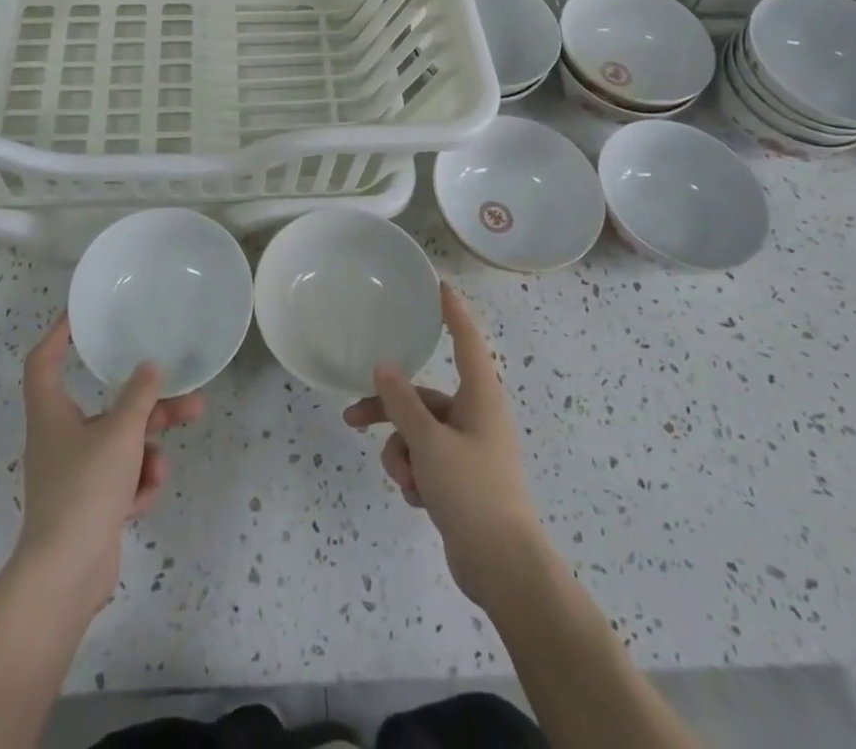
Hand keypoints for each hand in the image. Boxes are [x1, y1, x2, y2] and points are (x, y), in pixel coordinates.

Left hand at [14, 315, 203, 613]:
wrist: (64, 577)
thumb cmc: (84, 491)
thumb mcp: (120, 435)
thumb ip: (139, 397)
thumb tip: (150, 367)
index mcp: (51, 413)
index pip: (45, 360)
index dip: (61, 333)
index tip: (84, 316)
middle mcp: (60, 437)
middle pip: (105, 405)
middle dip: (147, 404)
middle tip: (185, 395)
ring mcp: (75, 473)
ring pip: (120, 443)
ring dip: (147, 451)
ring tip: (163, 466)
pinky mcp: (90, 503)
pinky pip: (121, 478)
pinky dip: (135, 485)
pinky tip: (141, 501)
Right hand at [344, 283, 543, 604]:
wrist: (504, 569)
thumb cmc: (472, 492)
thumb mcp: (429, 443)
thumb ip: (402, 402)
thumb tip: (384, 366)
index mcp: (480, 397)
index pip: (466, 341)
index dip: (452, 313)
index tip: (439, 287)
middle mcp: (475, 416)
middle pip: (422, 397)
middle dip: (388, 411)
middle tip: (352, 417)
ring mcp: (468, 449)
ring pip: (417, 433)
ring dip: (402, 454)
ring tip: (406, 482)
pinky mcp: (460, 478)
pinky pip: (424, 460)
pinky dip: (415, 475)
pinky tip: (419, 500)